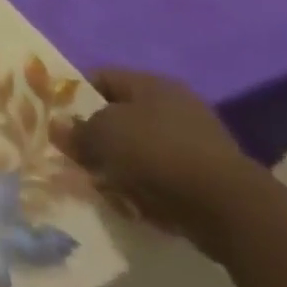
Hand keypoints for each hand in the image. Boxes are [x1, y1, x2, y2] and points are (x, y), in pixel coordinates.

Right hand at [53, 69, 269, 259]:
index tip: (58, 119)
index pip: (100, 78)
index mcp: (151, 83)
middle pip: (120, 115)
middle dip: (96, 136)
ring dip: (118, 164)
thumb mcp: (101, 135)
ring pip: (139, 148)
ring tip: (101, 183)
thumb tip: (60, 128)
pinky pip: (161, 175)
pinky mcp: (207, 177)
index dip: (74, 95)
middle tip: (76, 155)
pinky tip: (131, 201)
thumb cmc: (156, 153)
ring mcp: (195, 141)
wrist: (229, 209)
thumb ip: (76, 130)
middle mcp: (175, 105)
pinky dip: (144, 186)